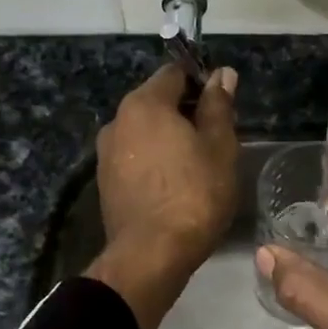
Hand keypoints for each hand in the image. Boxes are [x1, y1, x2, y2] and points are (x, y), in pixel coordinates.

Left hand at [87, 64, 239, 328]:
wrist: (150, 255)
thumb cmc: (194, 195)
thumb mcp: (220, 147)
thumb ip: (219, 106)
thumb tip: (221, 73)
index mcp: (145, 104)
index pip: (175, 73)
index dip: (202, 81)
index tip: (222, 105)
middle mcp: (118, 120)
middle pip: (157, 101)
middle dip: (186, 111)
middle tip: (216, 138)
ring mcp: (106, 153)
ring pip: (145, 131)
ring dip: (169, 138)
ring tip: (197, 164)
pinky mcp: (105, 182)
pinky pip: (135, 157)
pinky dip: (155, 161)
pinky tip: (175, 185)